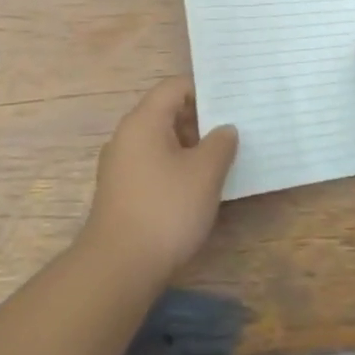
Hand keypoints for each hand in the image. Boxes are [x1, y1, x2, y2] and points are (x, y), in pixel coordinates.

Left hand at [81, 77, 238, 286]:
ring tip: (222, 160)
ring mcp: (120, 165)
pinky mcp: (121, 191)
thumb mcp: (204, 173)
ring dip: (190, 147)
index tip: (232, 105)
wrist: (119, 267)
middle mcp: (126, 136)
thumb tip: (224, 129)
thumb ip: (220, 144)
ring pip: (160, 141)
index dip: (204, 91)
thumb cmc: (165, 210)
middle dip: (200, 121)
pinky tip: (197, 187)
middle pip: (166, 113)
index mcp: (143, 121)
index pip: (174, 87)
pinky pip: (153, 165)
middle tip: (235, 132)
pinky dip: (175, 167)